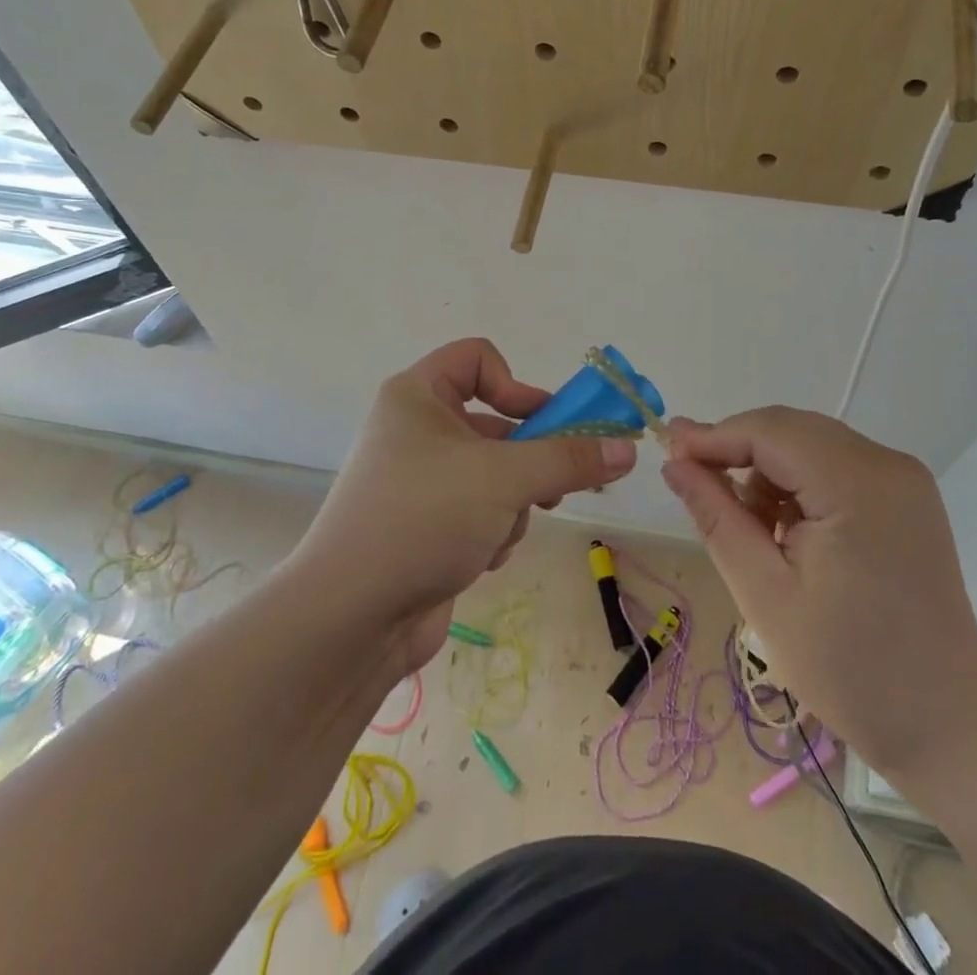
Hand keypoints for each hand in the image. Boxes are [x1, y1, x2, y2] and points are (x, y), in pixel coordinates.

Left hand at [296, 339, 636, 675]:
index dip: (515, 384)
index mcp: (417, 396)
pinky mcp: (428, 526)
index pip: (477, 358)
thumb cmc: (424, 518)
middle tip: (560, 482)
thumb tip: (626, 449)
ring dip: (512, 502)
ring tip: (502, 529)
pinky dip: (492, 530)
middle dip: (529, 458)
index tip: (545, 422)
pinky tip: (481, 557)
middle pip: (496, 422)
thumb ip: (570, 459)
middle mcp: (416, 430)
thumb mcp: (505, 478)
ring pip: (496, 472)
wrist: (350, 617)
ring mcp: (421, 482)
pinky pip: (481, 510)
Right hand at [662, 408, 976, 777]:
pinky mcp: (907, 497)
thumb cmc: (848, 669)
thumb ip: (716, 516)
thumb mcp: (764, 594)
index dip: (714, 437)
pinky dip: (800, 483)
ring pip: (811, 444)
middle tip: (693, 483)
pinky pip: (836, 465)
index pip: (770, 432)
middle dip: (738, 451)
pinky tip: (787, 529)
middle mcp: (887, 464)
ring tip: (748, 526)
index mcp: (857, 485)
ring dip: (769, 470)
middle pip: (792, 430)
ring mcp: (903, 478)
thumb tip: (675, 463)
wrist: (947, 724)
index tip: (667, 452)